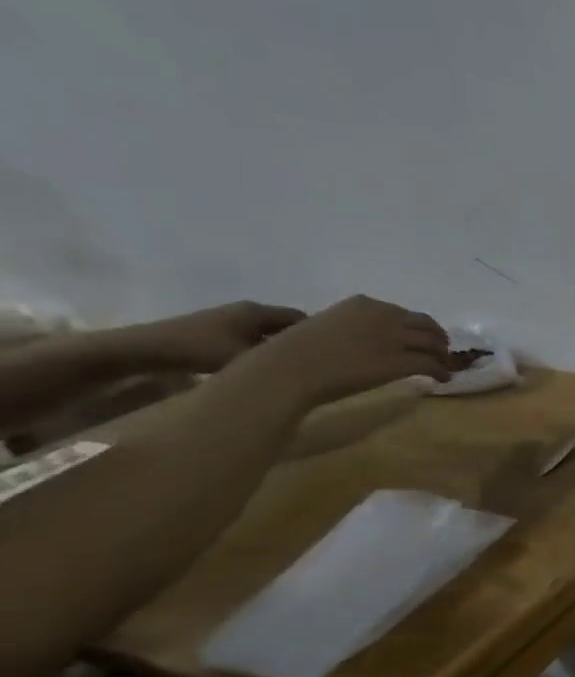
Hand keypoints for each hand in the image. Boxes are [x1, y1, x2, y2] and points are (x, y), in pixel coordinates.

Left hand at [126, 301, 306, 373]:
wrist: (142, 349)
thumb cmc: (198, 349)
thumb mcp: (246, 357)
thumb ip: (280, 360)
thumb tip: (311, 364)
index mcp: (259, 311)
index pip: (302, 317)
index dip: (319, 333)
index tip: (330, 352)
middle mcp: (246, 310)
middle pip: (284, 324)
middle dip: (299, 340)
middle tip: (314, 361)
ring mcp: (227, 319)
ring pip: (265, 332)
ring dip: (277, 346)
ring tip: (289, 366)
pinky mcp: (213, 331)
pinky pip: (249, 337)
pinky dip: (259, 349)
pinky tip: (260, 366)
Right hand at [229, 295, 458, 410]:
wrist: (288, 370)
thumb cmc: (295, 352)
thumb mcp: (325, 326)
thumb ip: (351, 326)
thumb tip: (364, 340)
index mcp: (364, 304)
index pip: (403, 314)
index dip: (417, 327)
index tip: (420, 337)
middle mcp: (384, 315)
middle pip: (426, 325)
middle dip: (436, 338)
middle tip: (440, 352)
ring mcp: (395, 337)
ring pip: (434, 344)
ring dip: (442, 356)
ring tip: (444, 366)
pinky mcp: (400, 361)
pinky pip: (431, 364)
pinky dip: (441, 371)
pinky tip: (442, 379)